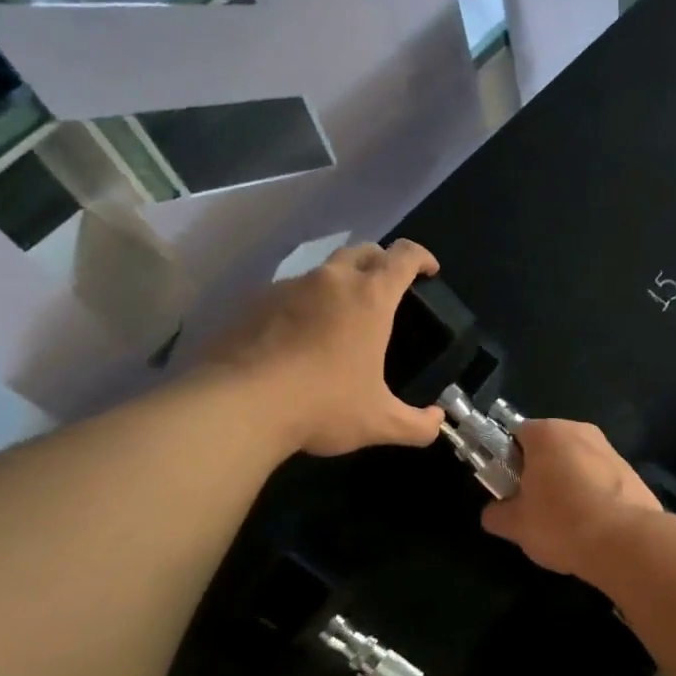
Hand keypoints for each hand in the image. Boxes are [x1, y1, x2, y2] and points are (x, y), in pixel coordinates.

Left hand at [200, 240, 445, 456]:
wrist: (238, 406)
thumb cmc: (323, 405)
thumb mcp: (380, 423)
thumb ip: (417, 425)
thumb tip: (438, 423)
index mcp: (370, 298)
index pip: (403, 256)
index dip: (421, 257)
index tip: (429, 270)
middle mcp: (331, 281)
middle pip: (363, 251)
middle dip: (381, 261)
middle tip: (388, 288)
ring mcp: (287, 288)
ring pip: (323, 270)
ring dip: (340, 283)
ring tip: (342, 317)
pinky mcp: (253, 303)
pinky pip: (288, 294)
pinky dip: (304, 305)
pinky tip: (299, 338)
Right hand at [480, 420, 661, 577]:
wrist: (625, 541)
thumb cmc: (561, 522)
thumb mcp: (516, 525)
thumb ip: (498, 514)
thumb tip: (494, 513)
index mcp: (549, 433)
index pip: (518, 434)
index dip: (508, 460)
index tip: (508, 488)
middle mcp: (582, 431)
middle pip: (551, 447)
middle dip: (540, 472)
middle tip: (533, 507)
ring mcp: (612, 451)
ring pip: (579, 464)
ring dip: (569, 485)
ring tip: (565, 523)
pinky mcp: (634, 473)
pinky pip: (602, 480)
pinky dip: (594, 496)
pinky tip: (592, 526)